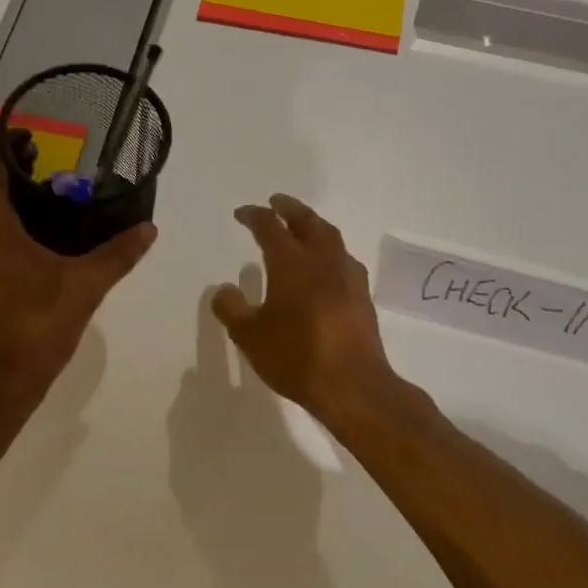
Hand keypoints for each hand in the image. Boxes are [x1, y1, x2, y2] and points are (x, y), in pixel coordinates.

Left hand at [0, 136, 154, 430]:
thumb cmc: (32, 328)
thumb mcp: (83, 288)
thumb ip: (117, 254)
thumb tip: (149, 228)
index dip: (10, 144)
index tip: (43, 144)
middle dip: (20, 178)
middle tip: (64, 182)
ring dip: (12, 208)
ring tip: (57, 215)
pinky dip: (3, 234)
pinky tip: (38, 253)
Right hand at [213, 194, 396, 430]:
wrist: (353, 384)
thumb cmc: (295, 356)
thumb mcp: (250, 336)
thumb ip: (232, 309)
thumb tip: (225, 289)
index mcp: (292, 263)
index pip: (270, 227)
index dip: (255, 216)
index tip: (242, 214)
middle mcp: (323, 261)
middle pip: (308, 222)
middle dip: (290, 209)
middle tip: (277, 202)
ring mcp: (348, 277)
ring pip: (331, 238)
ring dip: (314, 226)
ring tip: (303, 228)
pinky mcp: (362, 297)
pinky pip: (343, 260)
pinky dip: (329, 251)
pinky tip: (325, 266)